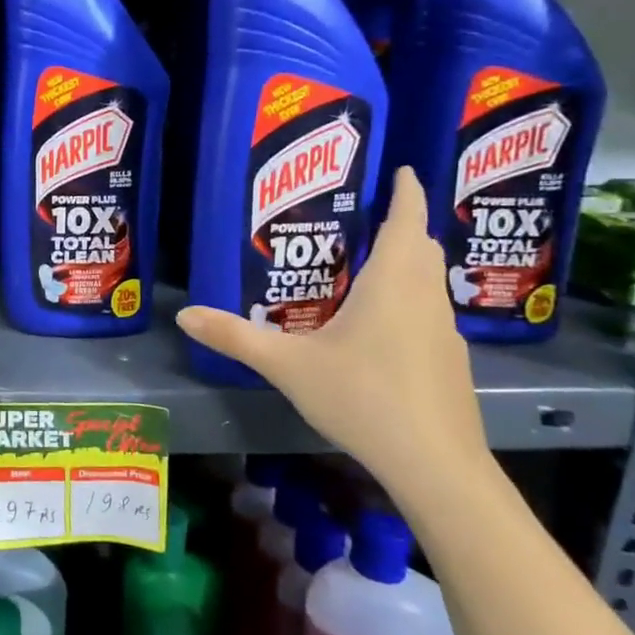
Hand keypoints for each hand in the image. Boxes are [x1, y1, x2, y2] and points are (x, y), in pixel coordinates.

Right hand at [176, 168, 490, 493]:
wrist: (435, 464)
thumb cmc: (363, 397)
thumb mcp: (288, 365)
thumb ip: (236, 337)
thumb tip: (184, 315)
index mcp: (392, 282)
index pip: (407, 219)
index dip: (408, 190)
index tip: (404, 170)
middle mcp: (425, 297)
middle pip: (421, 247)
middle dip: (402, 226)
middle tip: (365, 218)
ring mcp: (445, 331)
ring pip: (428, 281)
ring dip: (406, 264)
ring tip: (365, 268)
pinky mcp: (450, 363)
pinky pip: (429, 314)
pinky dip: (409, 302)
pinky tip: (378, 329)